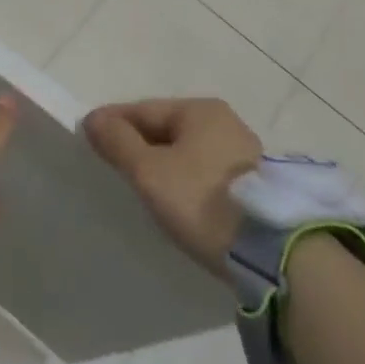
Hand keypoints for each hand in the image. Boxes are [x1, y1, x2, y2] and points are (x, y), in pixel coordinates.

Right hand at [83, 97, 260, 280]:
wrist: (274, 254)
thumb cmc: (203, 201)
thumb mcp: (150, 172)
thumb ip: (119, 143)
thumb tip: (93, 119)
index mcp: (200, 109)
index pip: (144, 109)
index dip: (113, 122)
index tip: (89, 138)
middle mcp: (224, 122)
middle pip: (167, 129)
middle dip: (139, 143)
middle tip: (113, 164)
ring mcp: (244, 153)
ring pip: (187, 152)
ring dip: (163, 163)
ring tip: (142, 186)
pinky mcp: (255, 185)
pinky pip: (205, 172)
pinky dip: (186, 180)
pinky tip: (177, 200)